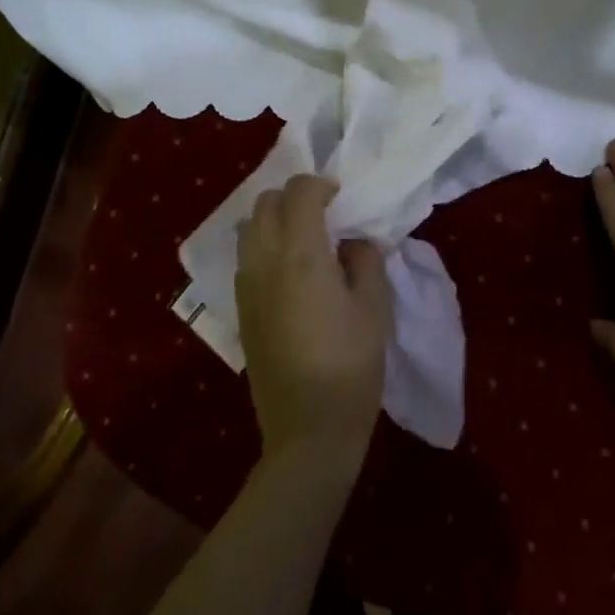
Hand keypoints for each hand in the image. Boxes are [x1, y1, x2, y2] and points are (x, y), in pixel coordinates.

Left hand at [236, 175, 392, 471]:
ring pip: (249, 227)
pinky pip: (246, 256)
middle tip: (325, 215)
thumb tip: (352, 242)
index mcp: (300, 253)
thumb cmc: (350, 365)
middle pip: (266, 202)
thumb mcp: (374, 307)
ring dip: (275, 219)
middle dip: (295, 197)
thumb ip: (365, 260)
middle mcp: (264, 260)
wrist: (308, 430)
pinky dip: (264, 245)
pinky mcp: (240, 308)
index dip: (321, 184)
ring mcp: (246, 285)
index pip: (299, 191)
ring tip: (305, 241)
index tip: (341, 199)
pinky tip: (289, 271)